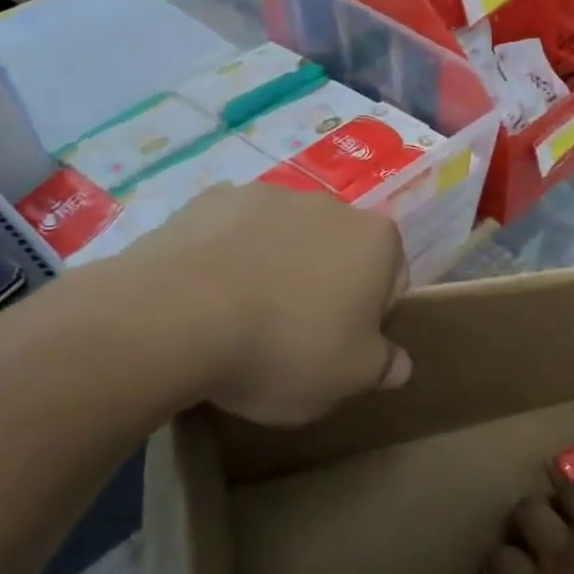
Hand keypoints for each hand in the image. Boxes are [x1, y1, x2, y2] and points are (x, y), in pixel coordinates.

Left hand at [103, 182, 410, 427]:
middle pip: (339, 253)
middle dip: (324, 287)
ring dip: (278, 268)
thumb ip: (383, 366)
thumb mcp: (349, 378)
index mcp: (376, 241)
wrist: (176, 317)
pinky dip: (231, 256)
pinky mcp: (213, 200)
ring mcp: (268, 195)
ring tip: (242, 318)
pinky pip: (235, 232)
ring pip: (286, 239)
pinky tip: (207, 296)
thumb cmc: (284, 349)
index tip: (339, 348)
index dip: (370, 320)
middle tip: (292, 336)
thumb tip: (398, 363)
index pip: (392, 281)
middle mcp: (331, 206)